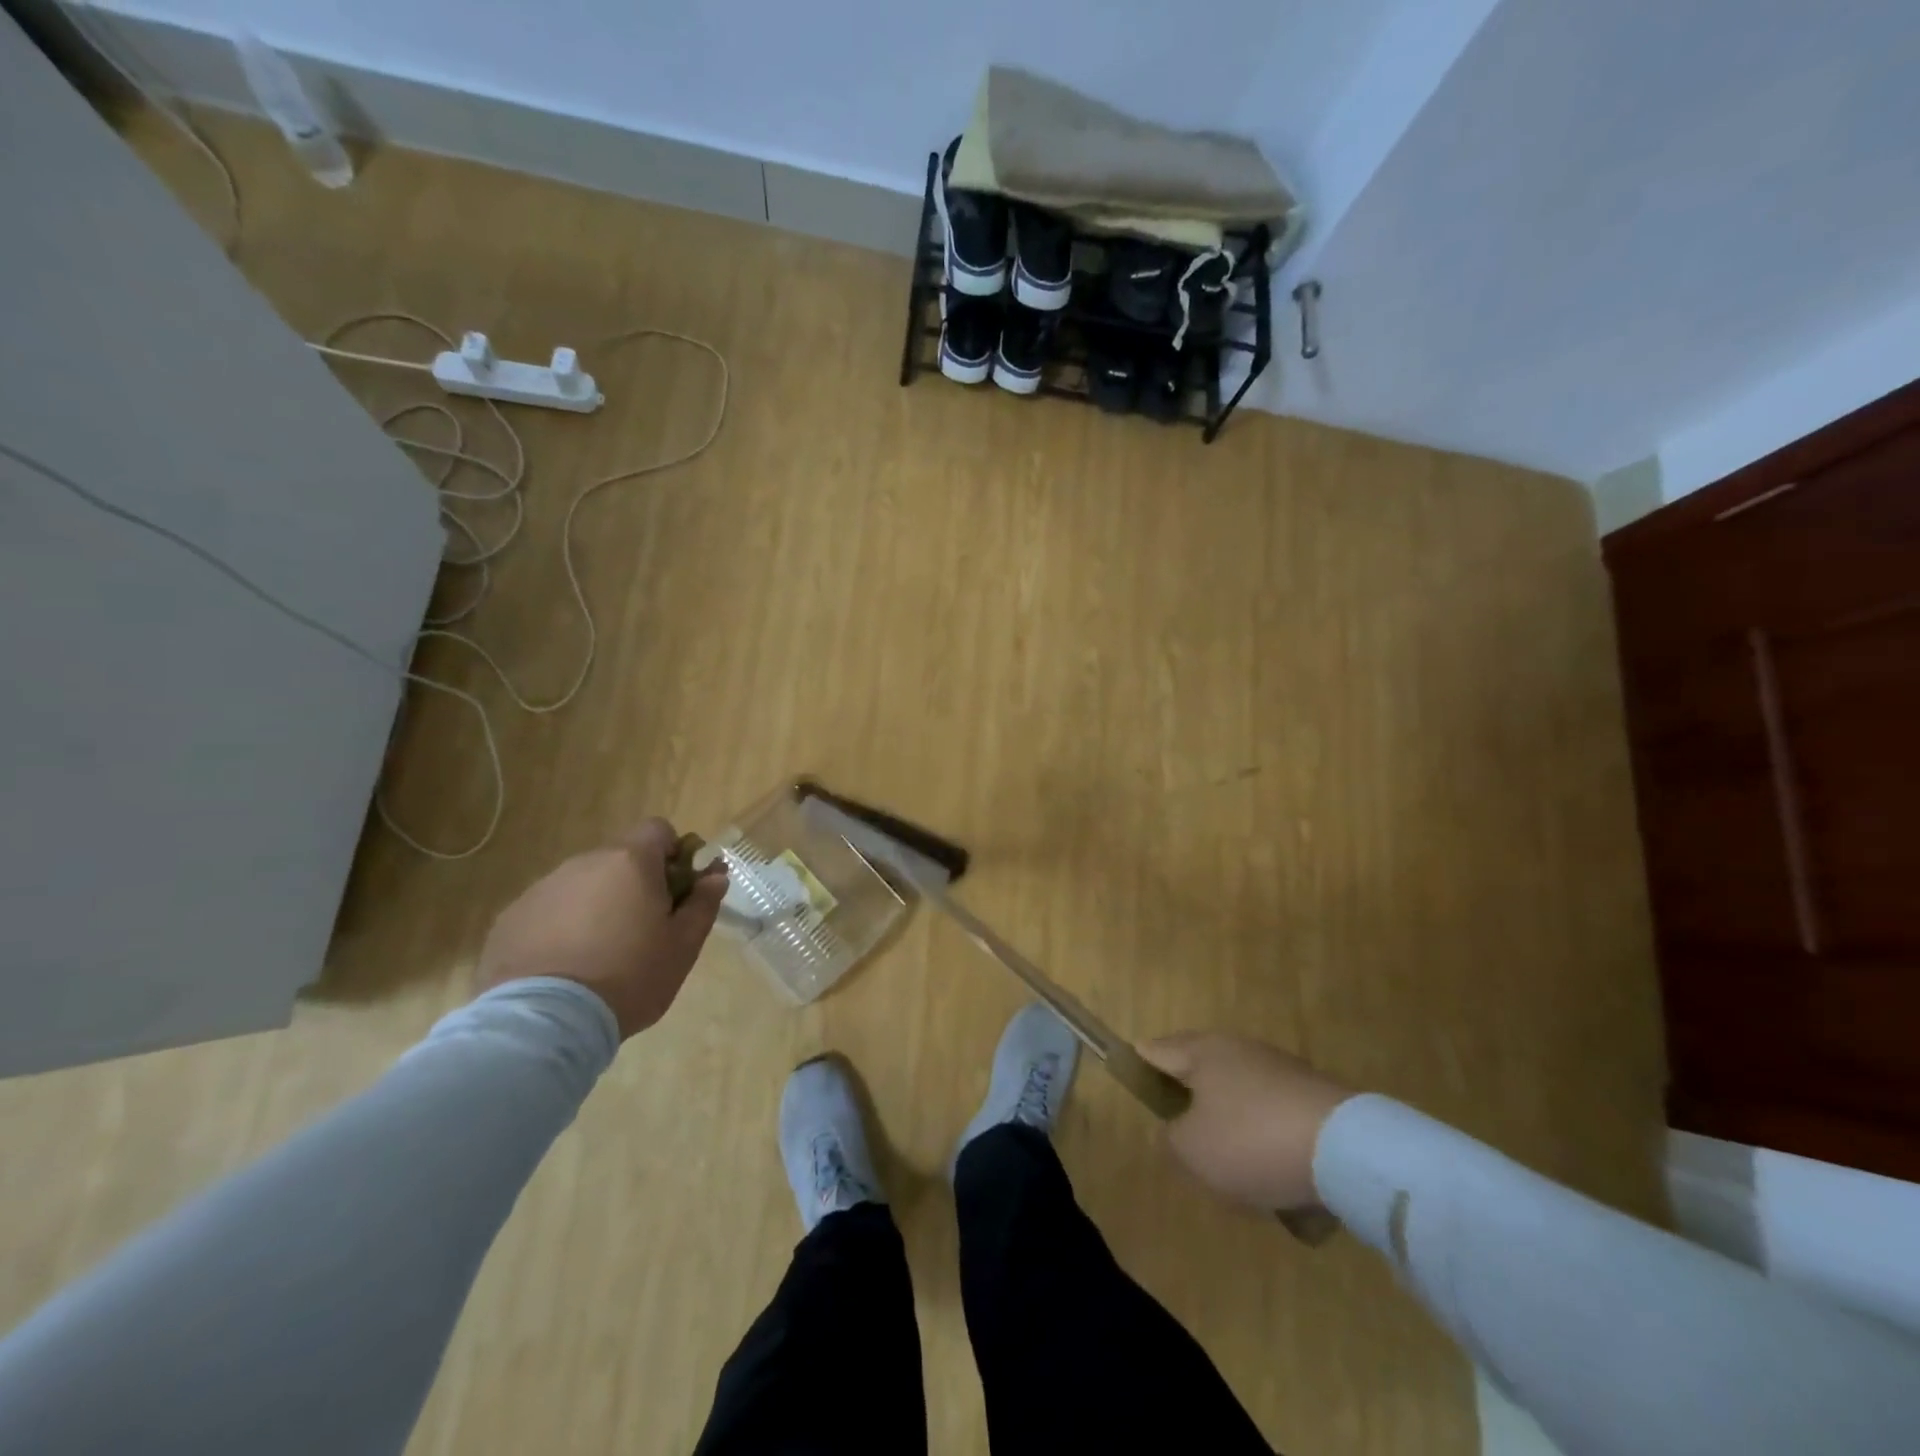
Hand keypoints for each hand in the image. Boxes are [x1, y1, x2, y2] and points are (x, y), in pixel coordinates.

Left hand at [475, 819, 727, 1038]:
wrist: (545, 1023)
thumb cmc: (630, 977)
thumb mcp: (683, 946)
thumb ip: (703, 904)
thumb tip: (715, 875)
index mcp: (630, 862)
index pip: (658, 830)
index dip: (673, 854)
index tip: (676, 890)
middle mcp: (584, 863)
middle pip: (619, 859)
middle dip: (634, 884)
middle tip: (642, 930)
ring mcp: (542, 889)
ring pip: (582, 885)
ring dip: (596, 905)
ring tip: (598, 955)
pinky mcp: (510, 918)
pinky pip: (548, 911)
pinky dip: (561, 928)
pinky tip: (564, 967)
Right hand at [1139, 1032, 1354, 1212]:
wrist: (1346, 1149)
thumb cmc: (1251, 1140)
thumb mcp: (1192, 1150)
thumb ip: (1170, 1139)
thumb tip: (1174, 1131)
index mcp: (1202, 1052)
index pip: (1157, 1050)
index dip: (1140, 1062)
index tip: (1130, 1074)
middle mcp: (1238, 1049)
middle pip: (1201, 1070)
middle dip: (1189, 1097)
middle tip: (1182, 1133)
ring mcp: (1279, 1068)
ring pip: (1239, 1095)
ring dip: (1231, 1123)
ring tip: (1233, 1166)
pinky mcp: (1312, 1094)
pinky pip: (1273, 1116)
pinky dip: (1267, 1139)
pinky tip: (1274, 1174)